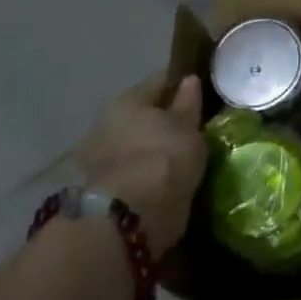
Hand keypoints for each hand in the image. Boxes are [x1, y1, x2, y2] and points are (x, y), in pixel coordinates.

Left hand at [76, 76, 207, 257]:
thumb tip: (189, 80)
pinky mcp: (99, 190)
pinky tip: (164, 179)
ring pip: (134, 143)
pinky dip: (145, 173)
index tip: (202, 93)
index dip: (182, 84)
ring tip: (180, 158)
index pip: (160, 81)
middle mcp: (106, 123)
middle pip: (142, 114)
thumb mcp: (188, 128)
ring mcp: (98, 158)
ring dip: (152, 148)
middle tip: (192, 129)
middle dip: (164, 120)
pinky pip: (131, 170)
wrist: (130, 218)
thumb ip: (188, 104)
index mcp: (127, 100)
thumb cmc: (165, 158)